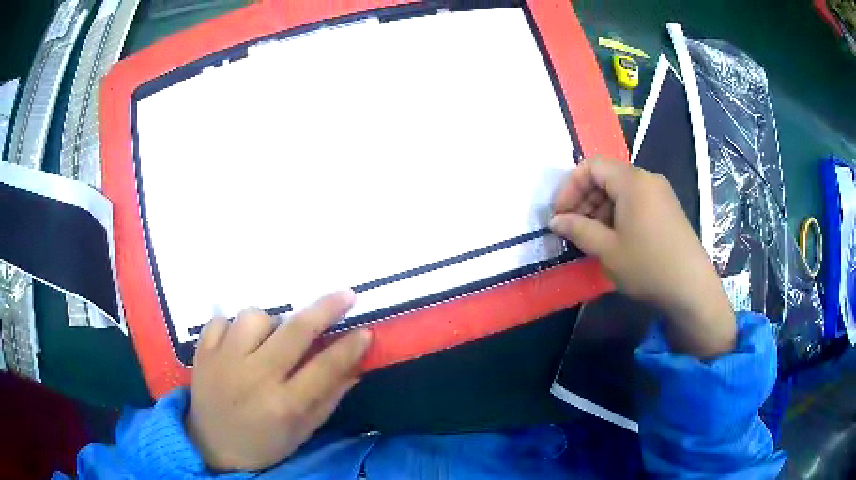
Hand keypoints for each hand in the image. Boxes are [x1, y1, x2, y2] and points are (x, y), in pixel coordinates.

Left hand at [186, 290, 370, 470]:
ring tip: (271, 339)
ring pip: (254, 316)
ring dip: (271, 322)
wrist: (213, 446)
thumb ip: (329, 398)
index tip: (366, 331)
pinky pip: (221, 319)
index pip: (324, 368)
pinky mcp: (202, 352)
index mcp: (283, 405)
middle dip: (325, 309)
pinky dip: (234, 326)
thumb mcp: (303, 431)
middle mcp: (254, 378)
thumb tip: (357, 366)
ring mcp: (223, 361)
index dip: (349, 347)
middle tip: (346, 295)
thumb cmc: (264, 444)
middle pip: (293, 331)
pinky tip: (239, 343)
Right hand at [549, 157, 735, 357]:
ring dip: (600, 209)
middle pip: (607, 176)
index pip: (592, 166)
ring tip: (591, 237)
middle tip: (572, 228)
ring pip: (621, 190)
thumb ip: (578, 229)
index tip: (559, 214)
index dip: (570, 186)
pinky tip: (614, 239)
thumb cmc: (647, 265)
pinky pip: (636, 201)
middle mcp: (648, 179)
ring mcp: (661, 193)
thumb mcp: (607, 249)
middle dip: (585, 199)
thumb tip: (555, 221)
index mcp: (632, 181)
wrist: (691, 288)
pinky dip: (619, 214)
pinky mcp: (668, 209)